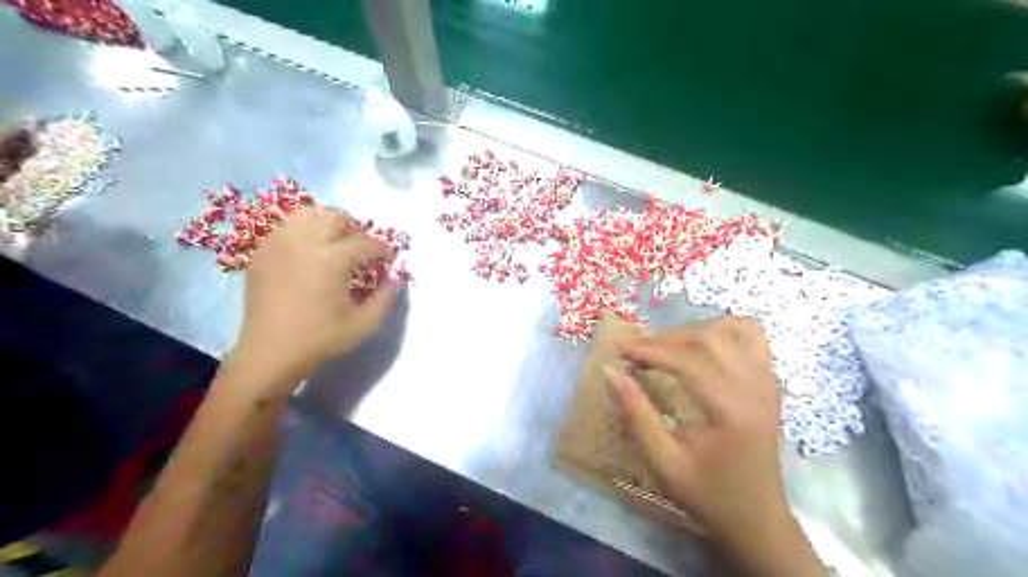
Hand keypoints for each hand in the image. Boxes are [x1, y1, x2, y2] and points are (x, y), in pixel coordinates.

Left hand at [235, 206, 397, 388]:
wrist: (270, 353)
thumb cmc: (320, 339)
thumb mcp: (364, 324)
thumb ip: (386, 298)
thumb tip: (395, 279)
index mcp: (332, 261)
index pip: (366, 242)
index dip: (383, 249)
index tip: (389, 258)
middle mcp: (304, 244)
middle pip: (336, 218)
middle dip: (355, 231)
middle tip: (361, 250)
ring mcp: (279, 245)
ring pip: (308, 215)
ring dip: (327, 225)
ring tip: (334, 244)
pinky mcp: (262, 252)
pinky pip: (286, 228)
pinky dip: (303, 233)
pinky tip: (308, 253)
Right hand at [603, 319, 824, 573]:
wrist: (758, 519)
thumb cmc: (708, 496)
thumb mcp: (664, 463)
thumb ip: (636, 415)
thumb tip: (610, 372)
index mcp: (731, 411)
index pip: (688, 360)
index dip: (650, 350)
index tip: (620, 351)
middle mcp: (755, 388)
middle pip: (710, 338)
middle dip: (667, 339)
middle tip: (639, 353)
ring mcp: (768, 382)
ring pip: (733, 329)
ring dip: (694, 331)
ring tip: (669, 349)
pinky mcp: (771, 382)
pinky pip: (752, 337)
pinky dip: (724, 332)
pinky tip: (702, 350)